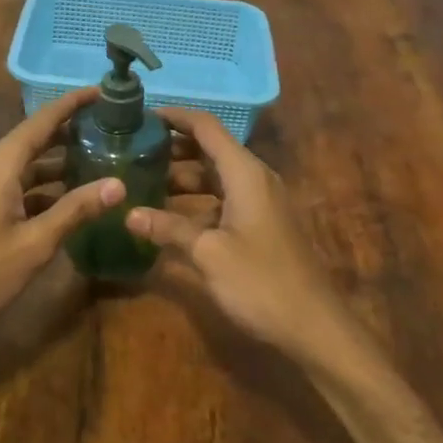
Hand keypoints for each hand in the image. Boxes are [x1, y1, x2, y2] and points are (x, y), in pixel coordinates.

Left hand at [0, 89, 122, 349]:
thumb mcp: (34, 244)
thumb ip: (75, 211)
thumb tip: (118, 184)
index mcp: (2, 163)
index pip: (44, 120)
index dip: (74, 103)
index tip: (104, 91)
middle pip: (36, 138)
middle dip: (72, 131)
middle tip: (112, 127)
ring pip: (27, 163)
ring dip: (59, 162)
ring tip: (100, 159)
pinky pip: (16, 182)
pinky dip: (43, 185)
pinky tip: (69, 198)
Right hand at [130, 107, 358, 368]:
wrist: (313, 326)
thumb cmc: (260, 282)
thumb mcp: (208, 253)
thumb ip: (169, 229)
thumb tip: (129, 213)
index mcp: (244, 173)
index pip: (206, 127)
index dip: (174, 117)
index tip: (138, 116)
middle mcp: (253, 179)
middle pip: (208, 150)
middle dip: (170, 148)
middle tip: (130, 151)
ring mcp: (258, 202)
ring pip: (213, 177)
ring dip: (180, 178)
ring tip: (139, 181)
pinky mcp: (258, 225)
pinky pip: (221, 200)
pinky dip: (194, 202)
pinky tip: (166, 217)